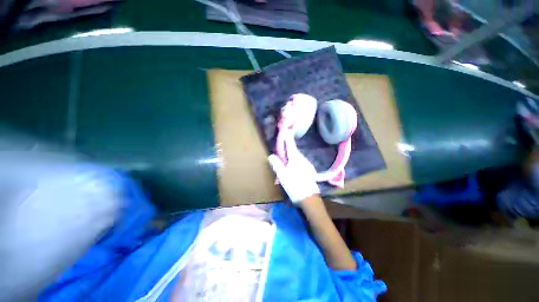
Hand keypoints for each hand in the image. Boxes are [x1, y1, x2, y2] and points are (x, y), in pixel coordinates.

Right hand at [268, 132, 319, 203]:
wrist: (309, 198)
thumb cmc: (294, 186)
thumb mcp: (282, 175)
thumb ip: (276, 164)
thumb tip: (271, 155)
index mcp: (295, 158)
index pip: (290, 144)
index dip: (287, 137)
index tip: (286, 130)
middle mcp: (302, 159)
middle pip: (293, 151)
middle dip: (287, 151)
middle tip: (280, 156)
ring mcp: (307, 164)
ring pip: (297, 158)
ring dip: (291, 159)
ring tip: (286, 168)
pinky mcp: (309, 170)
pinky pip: (300, 163)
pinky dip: (295, 164)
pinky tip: (293, 173)